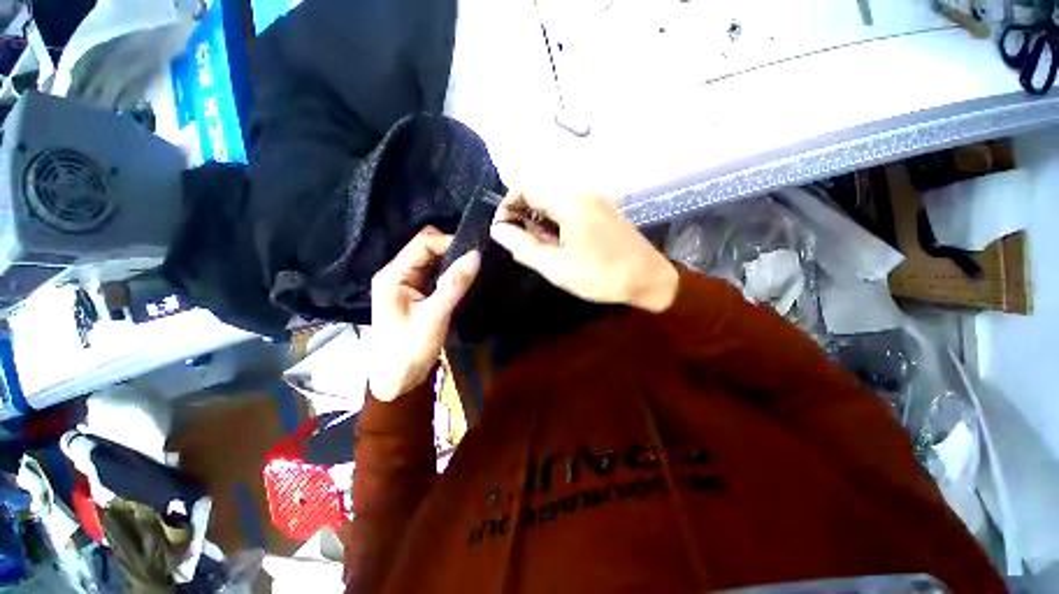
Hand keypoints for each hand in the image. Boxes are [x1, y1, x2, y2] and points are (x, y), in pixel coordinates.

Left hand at [368, 227, 479, 400]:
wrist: (398, 378)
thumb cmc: (410, 348)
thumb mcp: (435, 315)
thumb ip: (455, 284)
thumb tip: (476, 255)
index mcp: (393, 274)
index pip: (423, 243)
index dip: (449, 242)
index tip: (474, 253)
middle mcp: (397, 273)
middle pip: (426, 247)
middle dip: (451, 250)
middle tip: (476, 261)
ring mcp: (406, 282)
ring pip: (432, 260)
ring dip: (451, 262)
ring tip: (473, 268)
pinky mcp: (415, 292)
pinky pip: (434, 274)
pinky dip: (449, 273)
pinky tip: (463, 278)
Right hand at [489, 190, 677, 312]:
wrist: (649, 280)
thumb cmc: (600, 276)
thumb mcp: (555, 266)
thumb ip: (523, 245)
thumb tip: (498, 229)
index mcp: (570, 202)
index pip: (526, 185)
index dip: (508, 204)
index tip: (504, 229)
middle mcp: (584, 193)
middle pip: (541, 192)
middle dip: (524, 214)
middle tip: (522, 244)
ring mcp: (598, 201)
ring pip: (556, 202)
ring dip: (541, 220)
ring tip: (541, 248)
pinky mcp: (605, 212)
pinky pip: (572, 209)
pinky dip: (558, 222)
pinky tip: (561, 245)